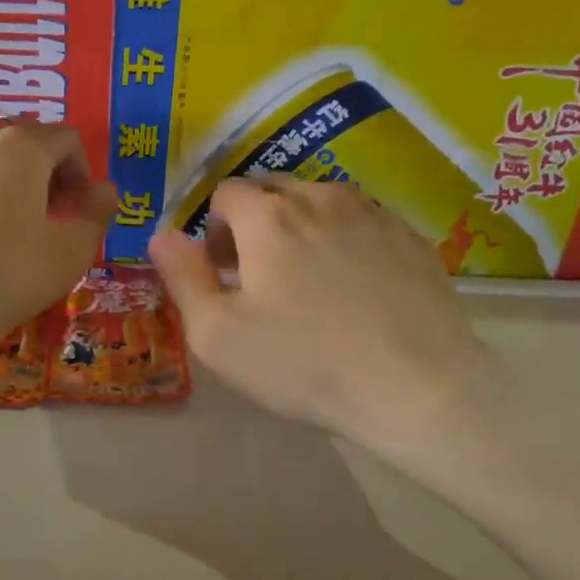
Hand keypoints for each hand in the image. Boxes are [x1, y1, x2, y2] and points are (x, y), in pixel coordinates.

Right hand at [149, 177, 489, 457]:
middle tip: (259, 276)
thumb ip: (182, 276)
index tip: (223, 272)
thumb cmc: (305, 364)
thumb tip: (161, 234)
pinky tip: (354, 286)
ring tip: (309, 280)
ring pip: (319, 201)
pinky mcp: (410, 236)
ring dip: (301, 227)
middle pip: (272, 190)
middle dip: (254, 222)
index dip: (214, 229)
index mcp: (269, 217)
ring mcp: (372, 213)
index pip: (226, 193)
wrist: (418, 389)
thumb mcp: (218, 335)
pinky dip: (344, 239)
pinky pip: (361, 220)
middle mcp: (320, 198)